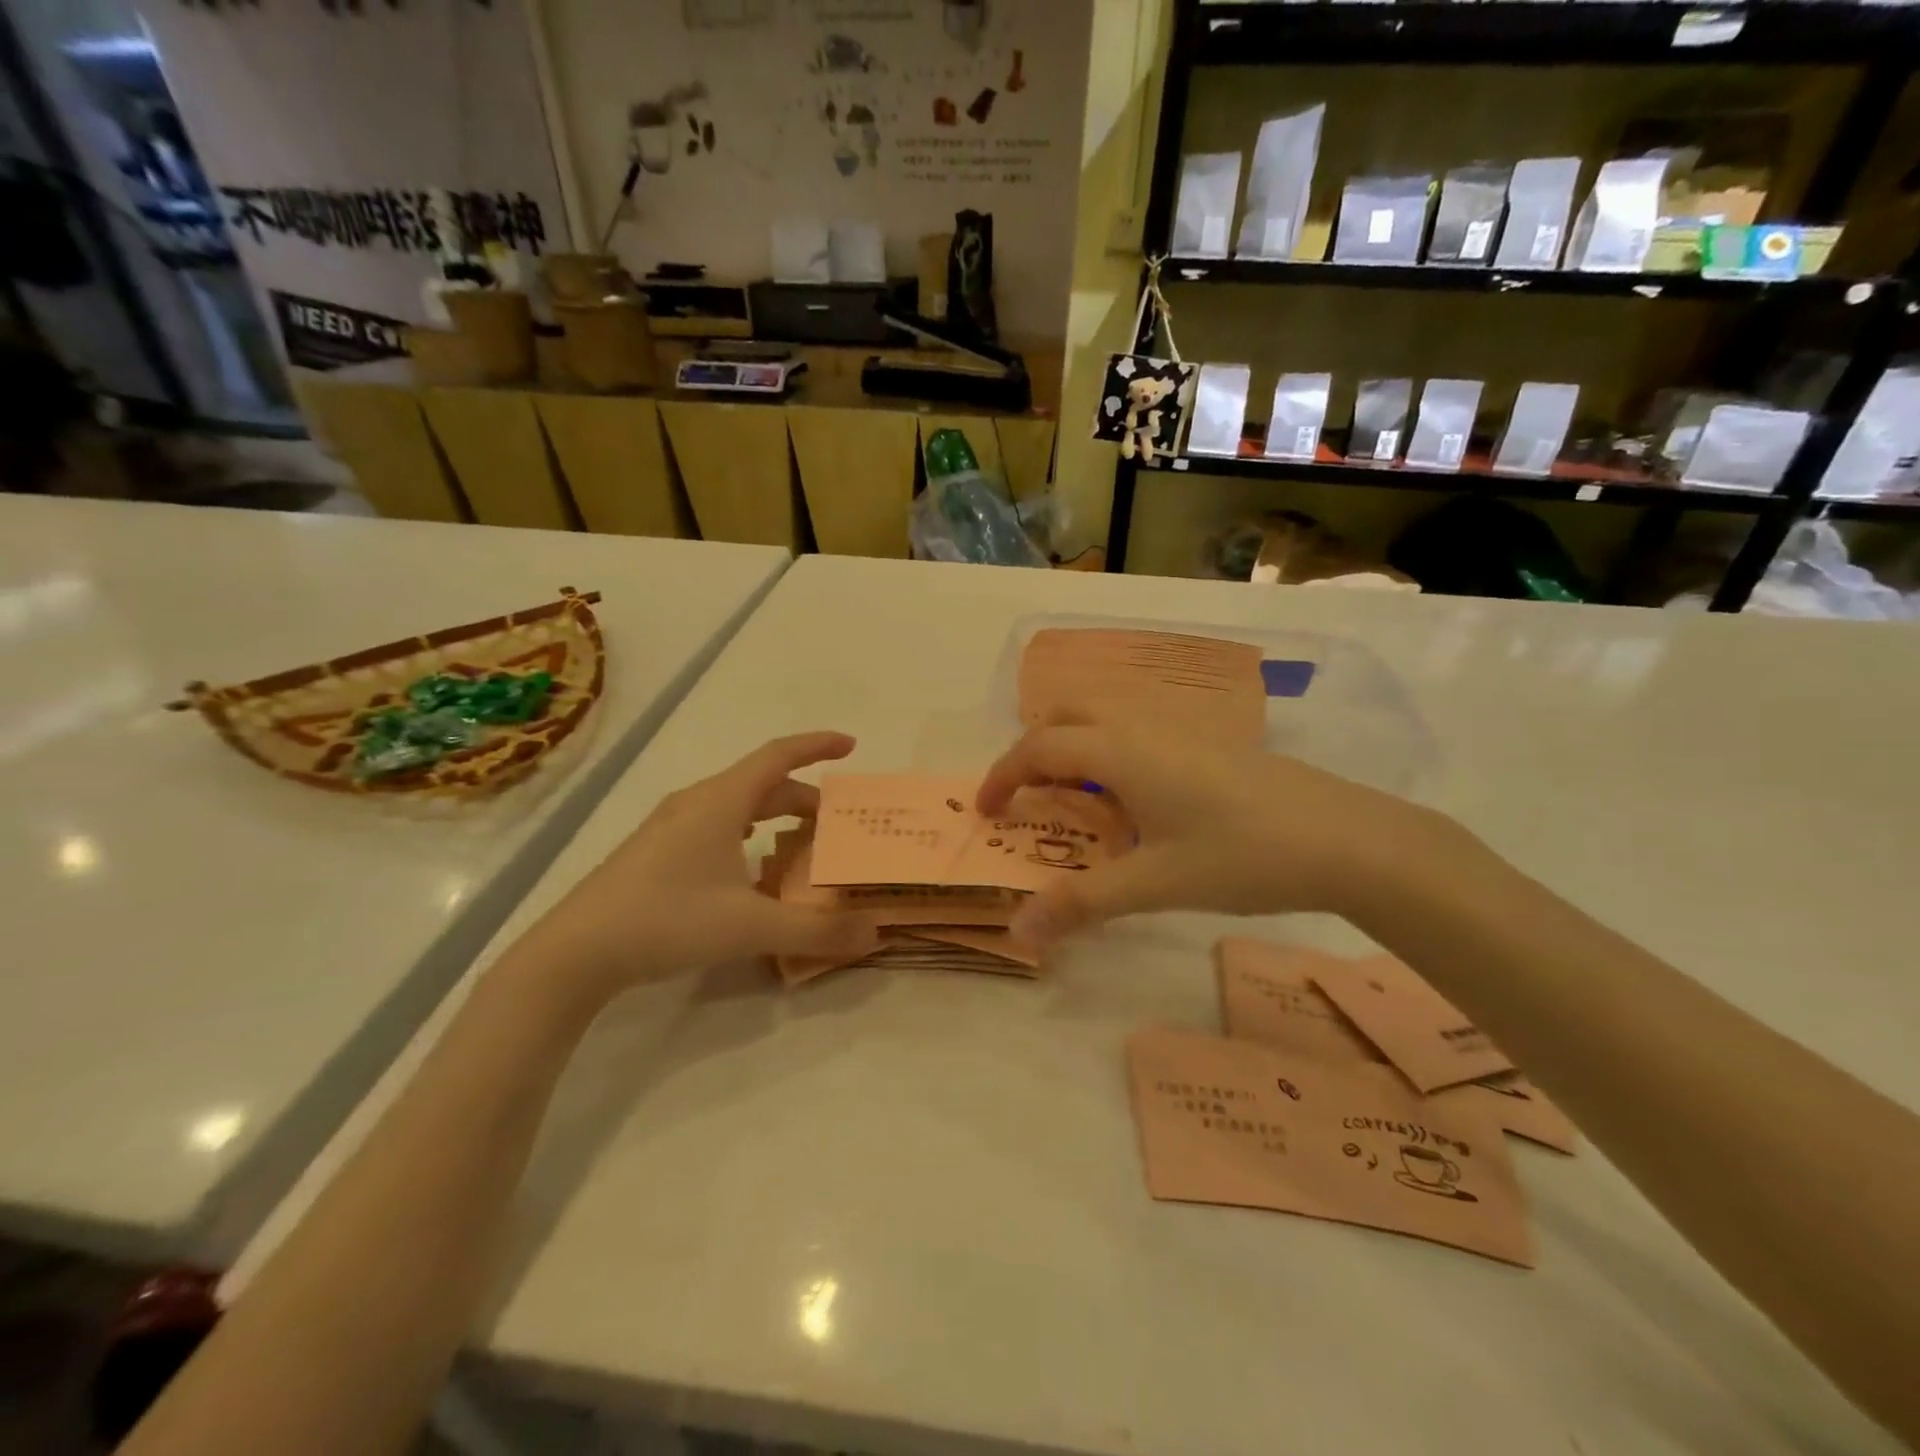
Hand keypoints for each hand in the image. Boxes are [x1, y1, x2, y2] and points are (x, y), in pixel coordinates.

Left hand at [513, 732, 879, 1000]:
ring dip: (774, 815)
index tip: (851, 745)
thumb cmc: (666, 921)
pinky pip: (716, 824)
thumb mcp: (750, 927)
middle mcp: (696, 802)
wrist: (574, 952)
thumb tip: (874, 931)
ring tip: (801, 843)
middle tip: (837, 825)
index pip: (778, 756)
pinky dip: (748, 833)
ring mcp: (670, 826)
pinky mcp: (655, 851)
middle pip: (762, 784)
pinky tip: (751, 870)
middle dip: (804, 797)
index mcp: (720, 801)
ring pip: (736, 804)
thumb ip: (816, 930)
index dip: (816, 745)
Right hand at [976, 726, 1446, 943]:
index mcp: (1121, 751)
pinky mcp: (1210, 743)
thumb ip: (1082, 903)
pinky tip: (1135, 802)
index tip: (984, 812)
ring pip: (1106, 718)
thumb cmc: (1242, 855)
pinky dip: (1110, 753)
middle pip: (1068, 714)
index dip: (1003, 775)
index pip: (1039, 746)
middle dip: (1034, 749)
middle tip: (1026, 797)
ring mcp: (1181, 730)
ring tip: (1074, 801)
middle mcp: (1144, 727)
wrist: (1346, 838)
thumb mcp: (1155, 883)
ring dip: (1074, 748)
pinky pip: (1137, 732)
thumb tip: (1018, 930)